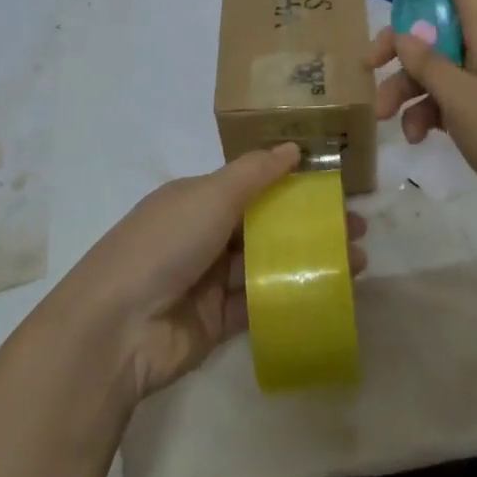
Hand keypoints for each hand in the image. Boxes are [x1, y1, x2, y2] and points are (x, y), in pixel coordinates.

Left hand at [56, 145, 367, 403]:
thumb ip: (255, 172)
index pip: (252, 185)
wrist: (117, 329)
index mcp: (197, 198)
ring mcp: (210, 280)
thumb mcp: (210, 195)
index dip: (293, 184)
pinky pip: (262, 303)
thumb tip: (293, 147)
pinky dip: (293, 296)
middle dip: (310, 225)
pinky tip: (330, 293)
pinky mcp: (218, 321)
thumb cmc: (165, 245)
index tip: (334, 189)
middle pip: (266, 225)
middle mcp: (204, 234)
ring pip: (269, 263)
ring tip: (358, 262)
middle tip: (357, 230)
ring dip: (310, 260)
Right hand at [367, 0, 476, 251]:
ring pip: (431, 69)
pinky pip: (443, 100)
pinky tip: (416, 138)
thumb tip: (403, 36)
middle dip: (396, 45)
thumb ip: (428, 65)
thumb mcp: (464, 99)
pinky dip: (425, 114)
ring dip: (404, 89)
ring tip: (387, 120)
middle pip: (431, 28)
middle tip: (368, 66)